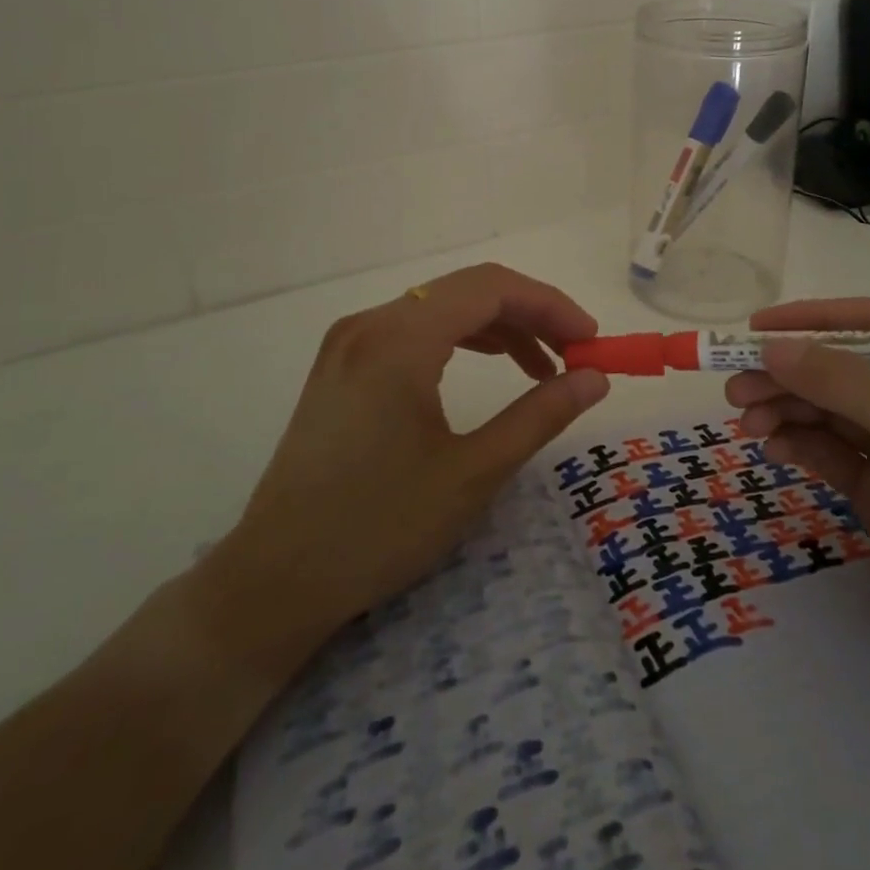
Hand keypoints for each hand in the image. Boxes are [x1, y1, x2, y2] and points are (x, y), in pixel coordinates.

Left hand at [193, 264, 610, 676]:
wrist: (273, 582)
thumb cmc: (378, 528)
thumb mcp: (472, 472)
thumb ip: (540, 414)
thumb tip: (595, 378)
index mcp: (400, 338)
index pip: (492, 287)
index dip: (550, 304)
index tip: (591, 340)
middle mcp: (371, 322)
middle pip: (468, 289)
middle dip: (530, 314)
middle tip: (574, 355)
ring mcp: (350, 341)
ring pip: (442, 306)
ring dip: (498, 327)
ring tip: (542, 368)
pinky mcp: (342, 364)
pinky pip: (415, 329)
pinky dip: (461, 340)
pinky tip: (487, 367)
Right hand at [726, 299, 869, 713]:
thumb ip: (848, 387)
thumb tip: (774, 348)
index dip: (815, 321)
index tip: (757, 331)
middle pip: (841, 370)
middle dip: (789, 374)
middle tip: (736, 390)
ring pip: (828, 411)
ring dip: (785, 409)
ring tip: (746, 424)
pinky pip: (827, 452)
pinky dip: (797, 445)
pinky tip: (773, 452)